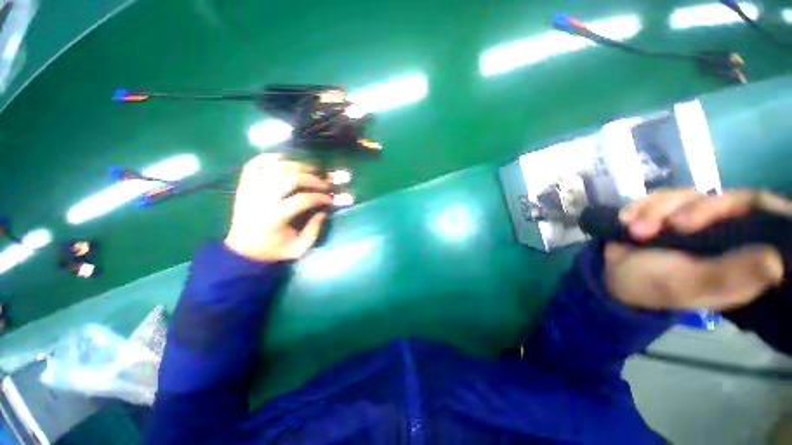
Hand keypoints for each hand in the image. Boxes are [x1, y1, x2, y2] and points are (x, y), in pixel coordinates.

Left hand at [224, 154, 331, 261]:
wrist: (244, 250)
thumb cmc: (274, 250)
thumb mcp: (299, 248)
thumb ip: (314, 230)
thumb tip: (324, 210)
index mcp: (275, 217)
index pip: (303, 199)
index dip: (320, 197)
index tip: (330, 199)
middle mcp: (261, 199)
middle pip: (290, 178)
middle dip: (312, 178)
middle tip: (324, 182)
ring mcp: (251, 190)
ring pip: (275, 168)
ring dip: (297, 165)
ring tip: (311, 169)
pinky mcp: (244, 186)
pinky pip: (254, 165)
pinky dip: (268, 158)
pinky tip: (283, 159)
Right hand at [605, 189, 789, 310]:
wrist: (610, 275)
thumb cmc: (651, 285)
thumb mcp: (687, 284)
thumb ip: (726, 274)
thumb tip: (776, 261)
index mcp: (740, 255)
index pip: (764, 218)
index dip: (751, 207)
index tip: (728, 211)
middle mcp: (723, 233)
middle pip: (725, 200)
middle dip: (695, 209)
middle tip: (672, 225)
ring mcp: (693, 219)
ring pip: (688, 195)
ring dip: (656, 210)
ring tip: (635, 231)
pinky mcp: (666, 212)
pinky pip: (659, 196)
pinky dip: (640, 205)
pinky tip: (625, 220)